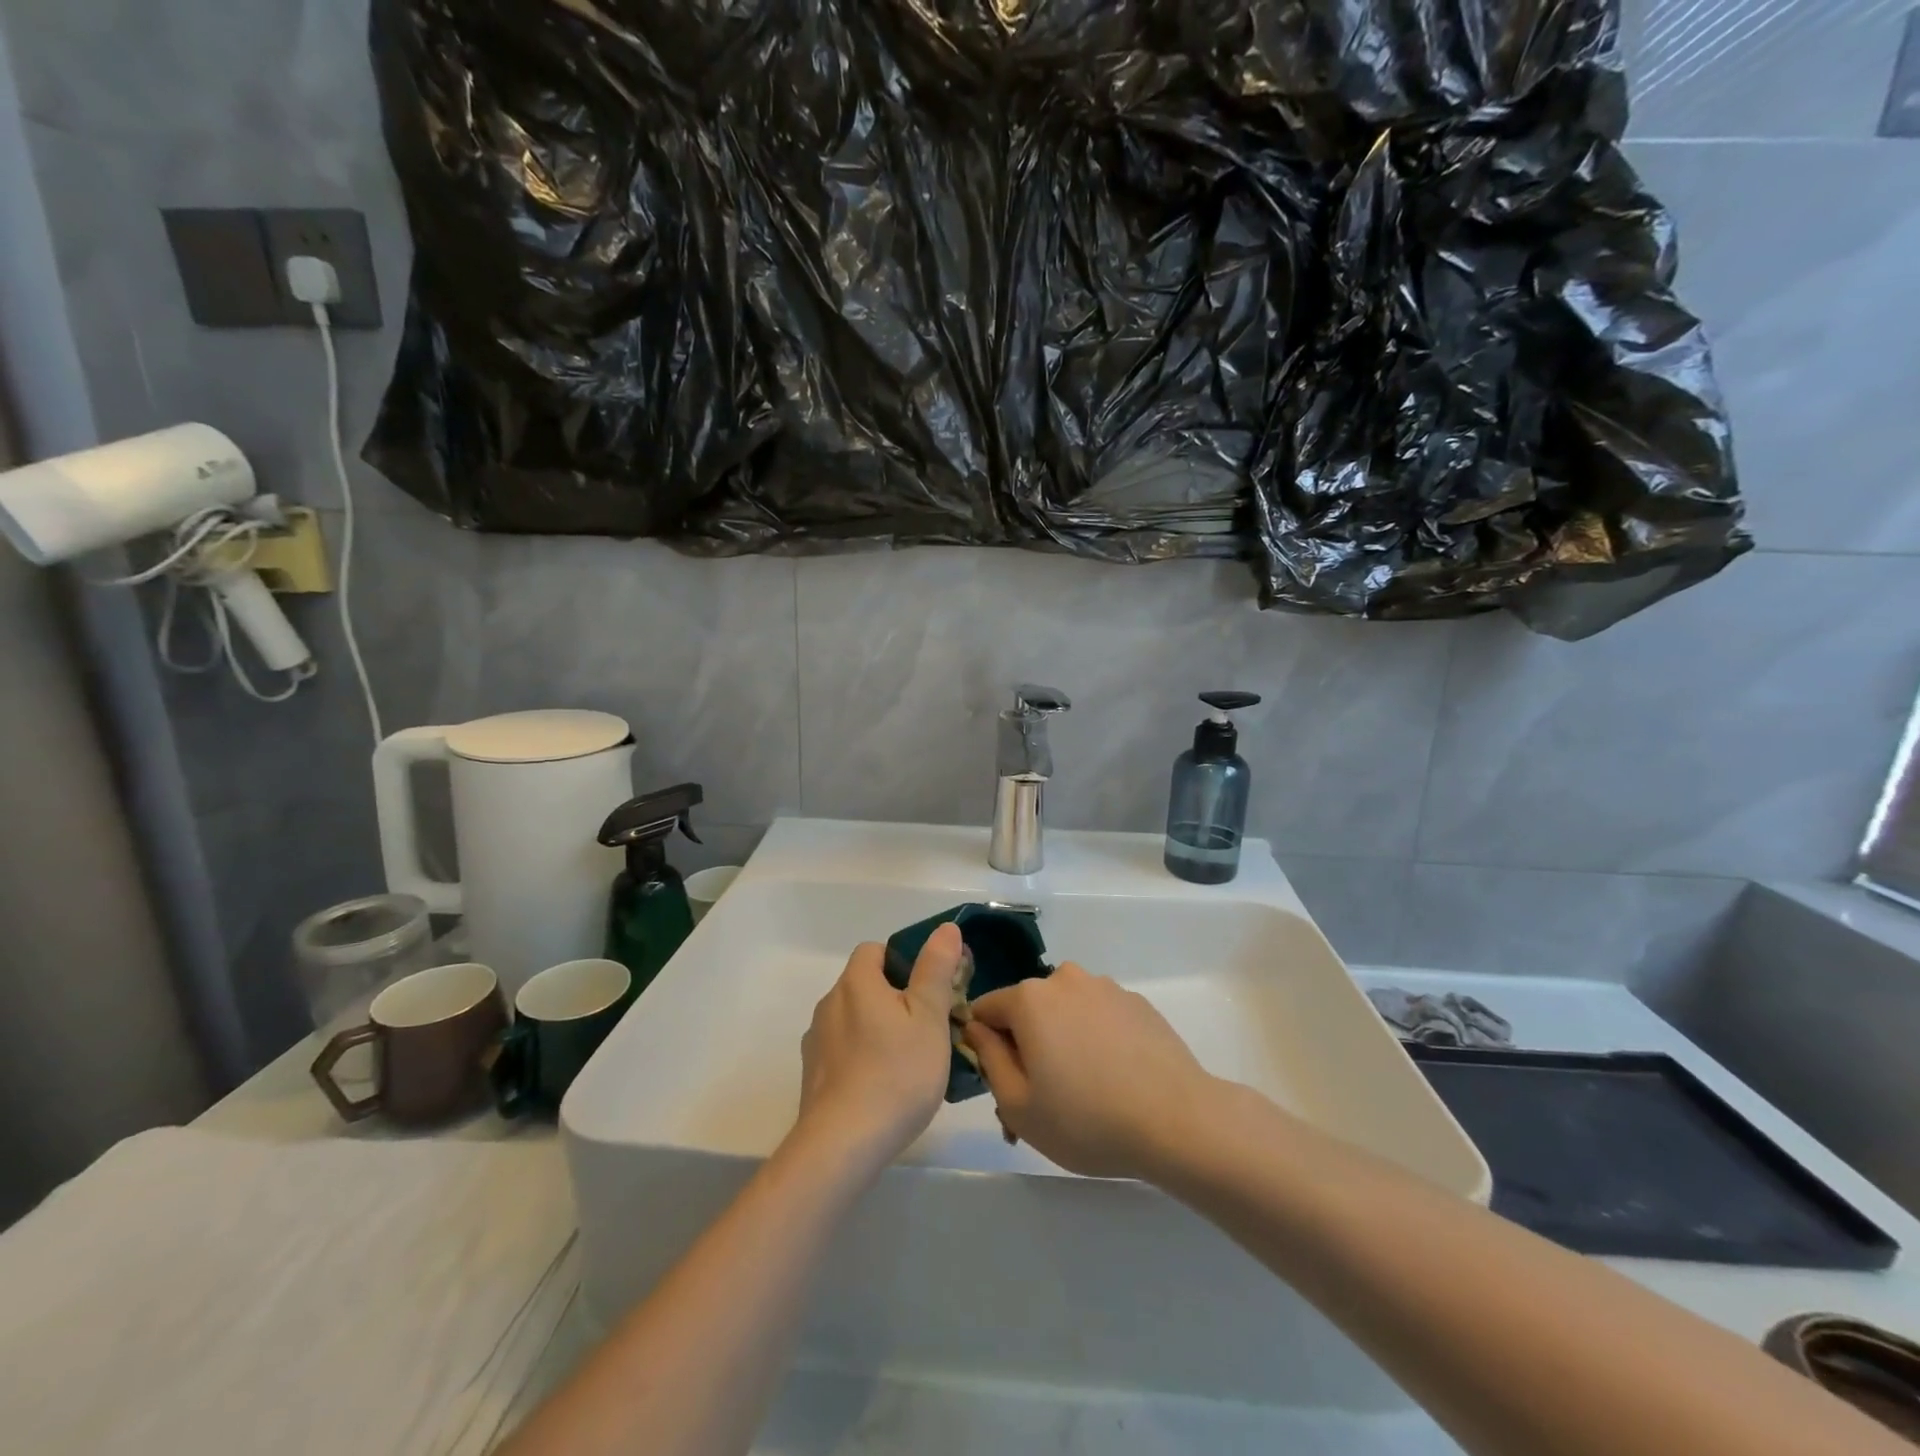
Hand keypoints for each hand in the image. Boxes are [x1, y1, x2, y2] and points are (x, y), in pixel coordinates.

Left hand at [796, 924, 963, 1168]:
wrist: (843, 1144)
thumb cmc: (896, 1073)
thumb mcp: (930, 1017)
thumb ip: (936, 969)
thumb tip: (945, 928)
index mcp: (856, 983)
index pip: (875, 951)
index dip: (902, 962)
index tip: (927, 990)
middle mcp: (830, 1004)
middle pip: (864, 985)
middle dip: (894, 999)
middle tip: (927, 1029)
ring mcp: (817, 1042)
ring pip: (854, 1020)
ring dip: (877, 1030)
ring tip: (908, 1064)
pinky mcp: (813, 1076)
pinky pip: (843, 1052)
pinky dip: (862, 1059)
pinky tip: (883, 1088)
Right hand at [962, 964, 1216, 1179]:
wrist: (1178, 1121)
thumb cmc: (1087, 1120)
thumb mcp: (1018, 1106)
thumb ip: (988, 1058)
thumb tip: (977, 1028)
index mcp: (1029, 998)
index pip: (986, 1010)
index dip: (985, 1045)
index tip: (1002, 1083)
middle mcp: (1065, 979)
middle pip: (1028, 1009)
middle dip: (1026, 1045)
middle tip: (1043, 1100)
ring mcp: (1105, 987)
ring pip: (1065, 1011)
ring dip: (1062, 1040)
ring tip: (1084, 1093)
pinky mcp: (1137, 1002)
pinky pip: (1099, 1016)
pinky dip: (1096, 1039)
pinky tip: (1115, 1079)